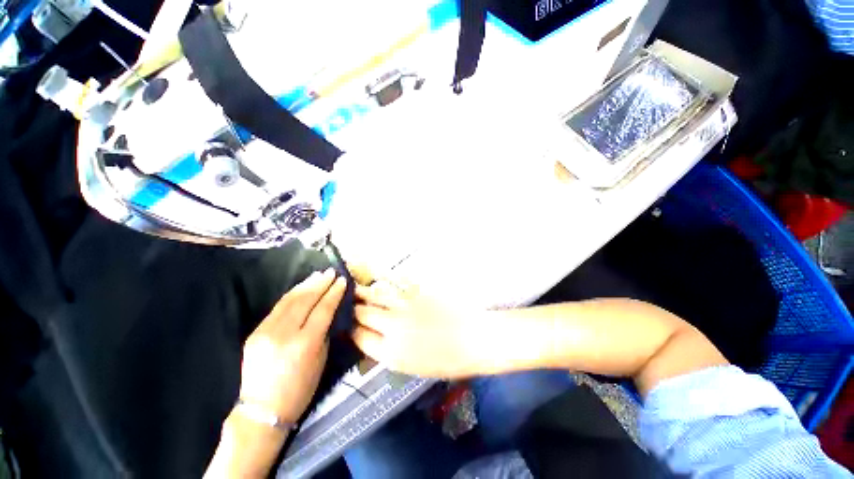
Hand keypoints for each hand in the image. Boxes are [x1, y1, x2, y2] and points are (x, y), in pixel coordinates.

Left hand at [239, 269, 345, 422]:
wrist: (262, 410)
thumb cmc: (300, 388)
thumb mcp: (321, 359)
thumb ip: (324, 332)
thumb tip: (328, 312)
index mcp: (305, 343)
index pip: (323, 309)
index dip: (334, 293)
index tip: (342, 281)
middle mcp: (284, 334)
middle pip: (305, 300)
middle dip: (321, 284)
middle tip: (332, 272)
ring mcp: (265, 332)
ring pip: (289, 300)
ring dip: (306, 285)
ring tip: (318, 275)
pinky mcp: (255, 332)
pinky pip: (277, 308)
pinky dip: (292, 295)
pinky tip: (301, 287)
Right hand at [352, 282, 491, 378]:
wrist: (474, 339)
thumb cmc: (448, 360)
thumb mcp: (414, 367)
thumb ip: (391, 352)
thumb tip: (376, 339)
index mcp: (391, 353)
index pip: (360, 338)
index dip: (352, 330)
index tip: (350, 326)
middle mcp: (392, 328)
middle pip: (363, 314)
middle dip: (354, 309)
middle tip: (349, 304)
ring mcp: (405, 306)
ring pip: (376, 295)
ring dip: (363, 291)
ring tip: (355, 287)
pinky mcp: (417, 292)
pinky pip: (395, 283)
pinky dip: (384, 280)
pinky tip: (378, 278)